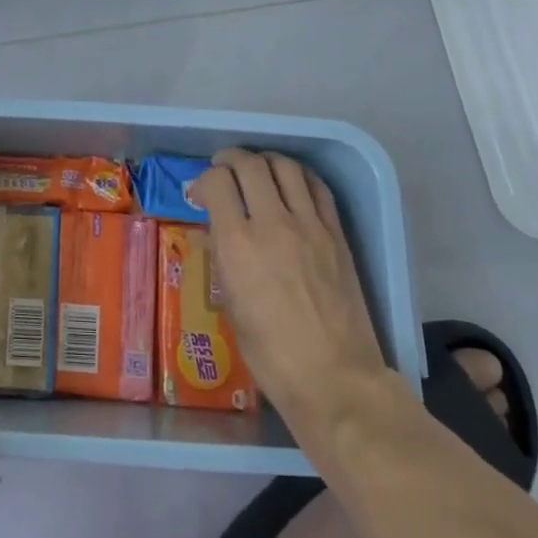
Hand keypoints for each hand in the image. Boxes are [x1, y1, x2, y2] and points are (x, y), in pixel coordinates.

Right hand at [192, 150, 389, 424]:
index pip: (217, 182)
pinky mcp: (336, 234)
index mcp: (237, 244)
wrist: (334, 376)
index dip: (204, 180)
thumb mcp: (231, 305)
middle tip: (224, 170)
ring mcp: (309, 226)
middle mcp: (272, 223)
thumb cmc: (270, 353)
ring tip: (257, 171)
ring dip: (265, 161)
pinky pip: (317, 187)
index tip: (201, 194)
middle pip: (249, 164)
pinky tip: (291, 185)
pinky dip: (299, 176)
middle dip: (230, 160)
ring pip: (285, 167)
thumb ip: (222, 259)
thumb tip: (215, 231)